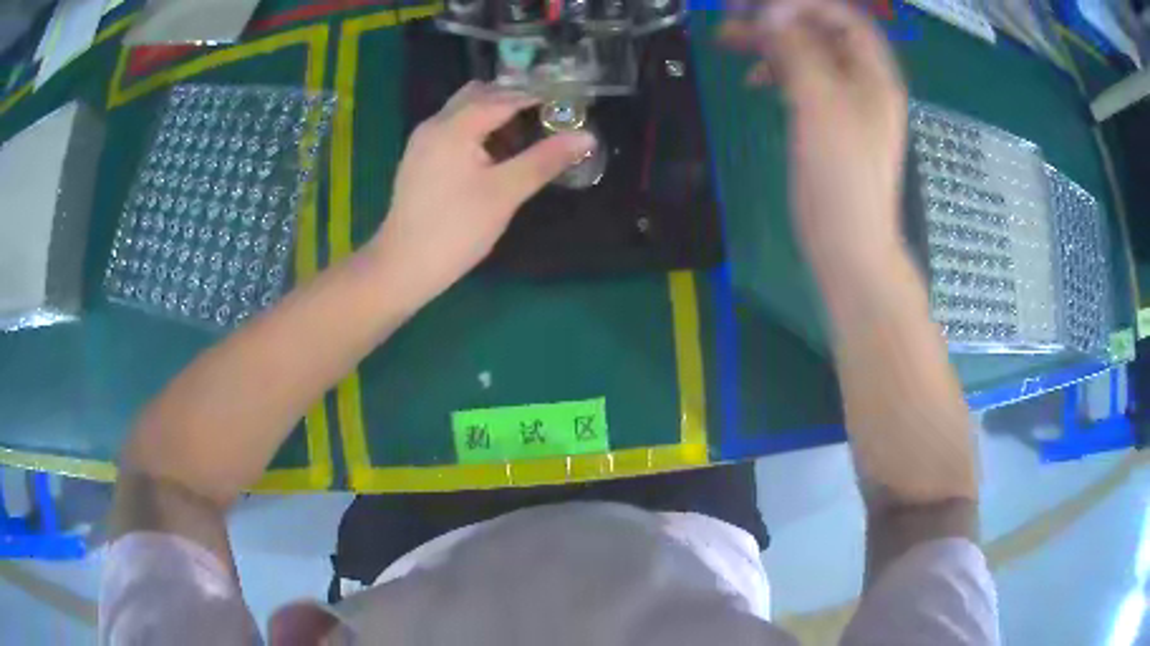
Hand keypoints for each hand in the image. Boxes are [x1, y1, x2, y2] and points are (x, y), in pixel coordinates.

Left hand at [369, 82, 595, 302]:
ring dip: (495, 116)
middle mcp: (435, 124)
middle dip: (514, 100)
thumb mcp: (505, 193)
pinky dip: (478, 131)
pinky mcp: (420, 160)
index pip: (503, 97)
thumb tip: (586, 137)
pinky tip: (495, 157)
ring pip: (464, 112)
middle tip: (546, 118)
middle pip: (480, 95)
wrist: (403, 267)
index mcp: (454, 126)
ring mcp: (423, 142)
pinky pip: (453, 130)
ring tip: (525, 140)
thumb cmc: (456, 229)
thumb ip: (544, 160)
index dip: (538, 97)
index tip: (568, 102)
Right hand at [719, 0, 907, 279]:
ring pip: (807, 54)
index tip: (762, 12)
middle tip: (734, 20)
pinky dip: (775, 71)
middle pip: (821, 31)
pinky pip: (801, 81)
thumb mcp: (821, 104)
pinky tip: (752, 79)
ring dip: (770, 43)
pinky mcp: (827, 123)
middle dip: (779, 20)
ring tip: (728, 40)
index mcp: (874, 73)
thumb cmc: (842, 176)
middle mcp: (863, 81)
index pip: (842, 16)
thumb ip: (797, 51)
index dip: (803, 7)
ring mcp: (845, 103)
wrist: (848, 244)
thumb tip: (771, 14)